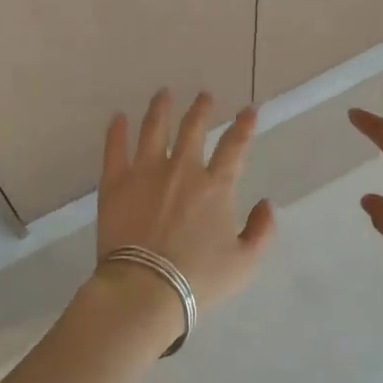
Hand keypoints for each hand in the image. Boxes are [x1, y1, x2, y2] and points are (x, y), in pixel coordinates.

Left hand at [93, 90, 276, 316]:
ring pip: (154, 129)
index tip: (249, 110)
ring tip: (163, 93)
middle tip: (205, 95)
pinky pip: (115, 149)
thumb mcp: (245, 263)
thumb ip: (262, 230)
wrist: (145, 289)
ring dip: (160, 108)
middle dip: (201, 108)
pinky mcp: (115, 183)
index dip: (244, 125)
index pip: (234, 146)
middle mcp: (182, 169)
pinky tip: (118, 117)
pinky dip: (117, 131)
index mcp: (216, 186)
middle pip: (193, 129)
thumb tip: (267, 204)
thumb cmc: (199, 279)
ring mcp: (146, 172)